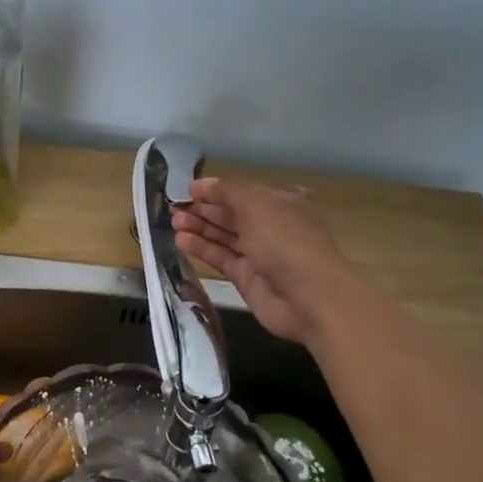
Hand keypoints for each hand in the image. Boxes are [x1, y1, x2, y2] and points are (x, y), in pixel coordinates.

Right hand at [171, 178, 352, 343]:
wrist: (308, 296)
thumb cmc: (285, 240)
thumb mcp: (256, 205)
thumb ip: (226, 193)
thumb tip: (202, 184)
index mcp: (280, 204)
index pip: (243, 193)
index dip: (216, 191)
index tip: (188, 189)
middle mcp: (270, 227)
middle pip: (231, 215)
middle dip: (204, 209)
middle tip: (174, 207)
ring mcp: (259, 254)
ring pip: (224, 237)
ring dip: (199, 228)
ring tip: (174, 222)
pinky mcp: (246, 278)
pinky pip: (221, 258)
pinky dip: (202, 249)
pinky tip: (181, 240)